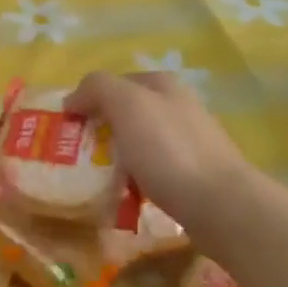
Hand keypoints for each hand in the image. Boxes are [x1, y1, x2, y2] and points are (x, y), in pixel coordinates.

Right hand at [67, 71, 261, 250]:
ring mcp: (190, 140)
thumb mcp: (126, 104)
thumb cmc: (168, 150)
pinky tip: (126, 194)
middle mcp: (179, 106)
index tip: (69, 126)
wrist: (218, 204)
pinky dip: (135, 179)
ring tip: (98, 178)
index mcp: (163, 84)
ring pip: (139, 142)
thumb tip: (73, 98)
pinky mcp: (194, 173)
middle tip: (77, 154)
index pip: (114, 82)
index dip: (89, 99)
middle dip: (101, 130)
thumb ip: (97, 88)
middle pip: (127, 112)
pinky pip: (153, 170)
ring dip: (117, 156)